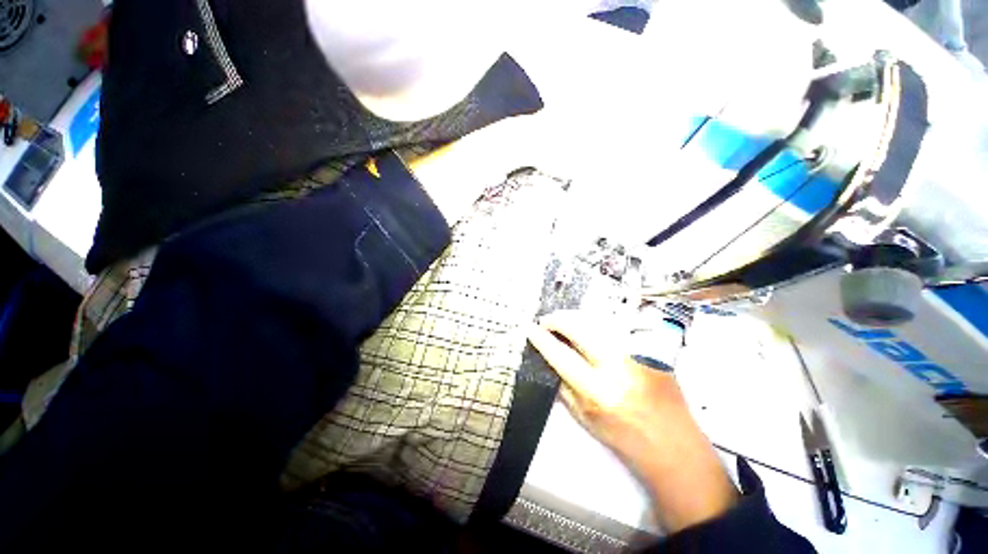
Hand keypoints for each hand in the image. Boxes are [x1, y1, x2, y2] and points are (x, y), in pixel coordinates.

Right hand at [528, 310, 737, 531]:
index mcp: (598, 391)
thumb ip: (564, 386)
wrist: (673, 445)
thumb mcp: (584, 418)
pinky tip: (589, 329)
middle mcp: (619, 367)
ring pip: (598, 322)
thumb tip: (548, 358)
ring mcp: (638, 354)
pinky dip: (596, 325)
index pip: (561, 355)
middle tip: (547, 321)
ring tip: (564, 323)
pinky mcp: (651, 349)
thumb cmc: (624, 437)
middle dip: (558, 319)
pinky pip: (616, 328)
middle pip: (580, 328)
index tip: (531, 328)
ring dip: (575, 319)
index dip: (543, 339)